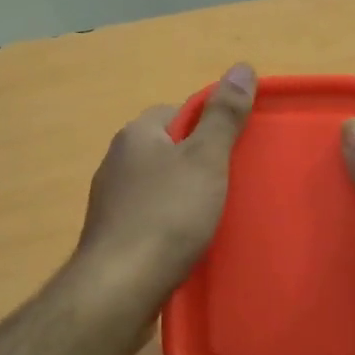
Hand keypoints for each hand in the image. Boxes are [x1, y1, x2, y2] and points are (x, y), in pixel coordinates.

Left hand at [74, 63, 256, 309]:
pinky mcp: (113, 234)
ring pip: (160, 184)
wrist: (120, 287)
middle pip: (169, 148)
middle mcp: (117, 160)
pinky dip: (171, 222)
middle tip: (233, 182)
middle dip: (199, 161)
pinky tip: (190, 241)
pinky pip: (151, 215)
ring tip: (217, 215)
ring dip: (186, 194)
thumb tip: (242, 67)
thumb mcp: (206, 159)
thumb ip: (224, 115)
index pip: (179, 111)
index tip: (237, 148)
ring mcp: (111, 200)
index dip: (211, 125)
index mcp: (137, 134)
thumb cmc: (168, 215)